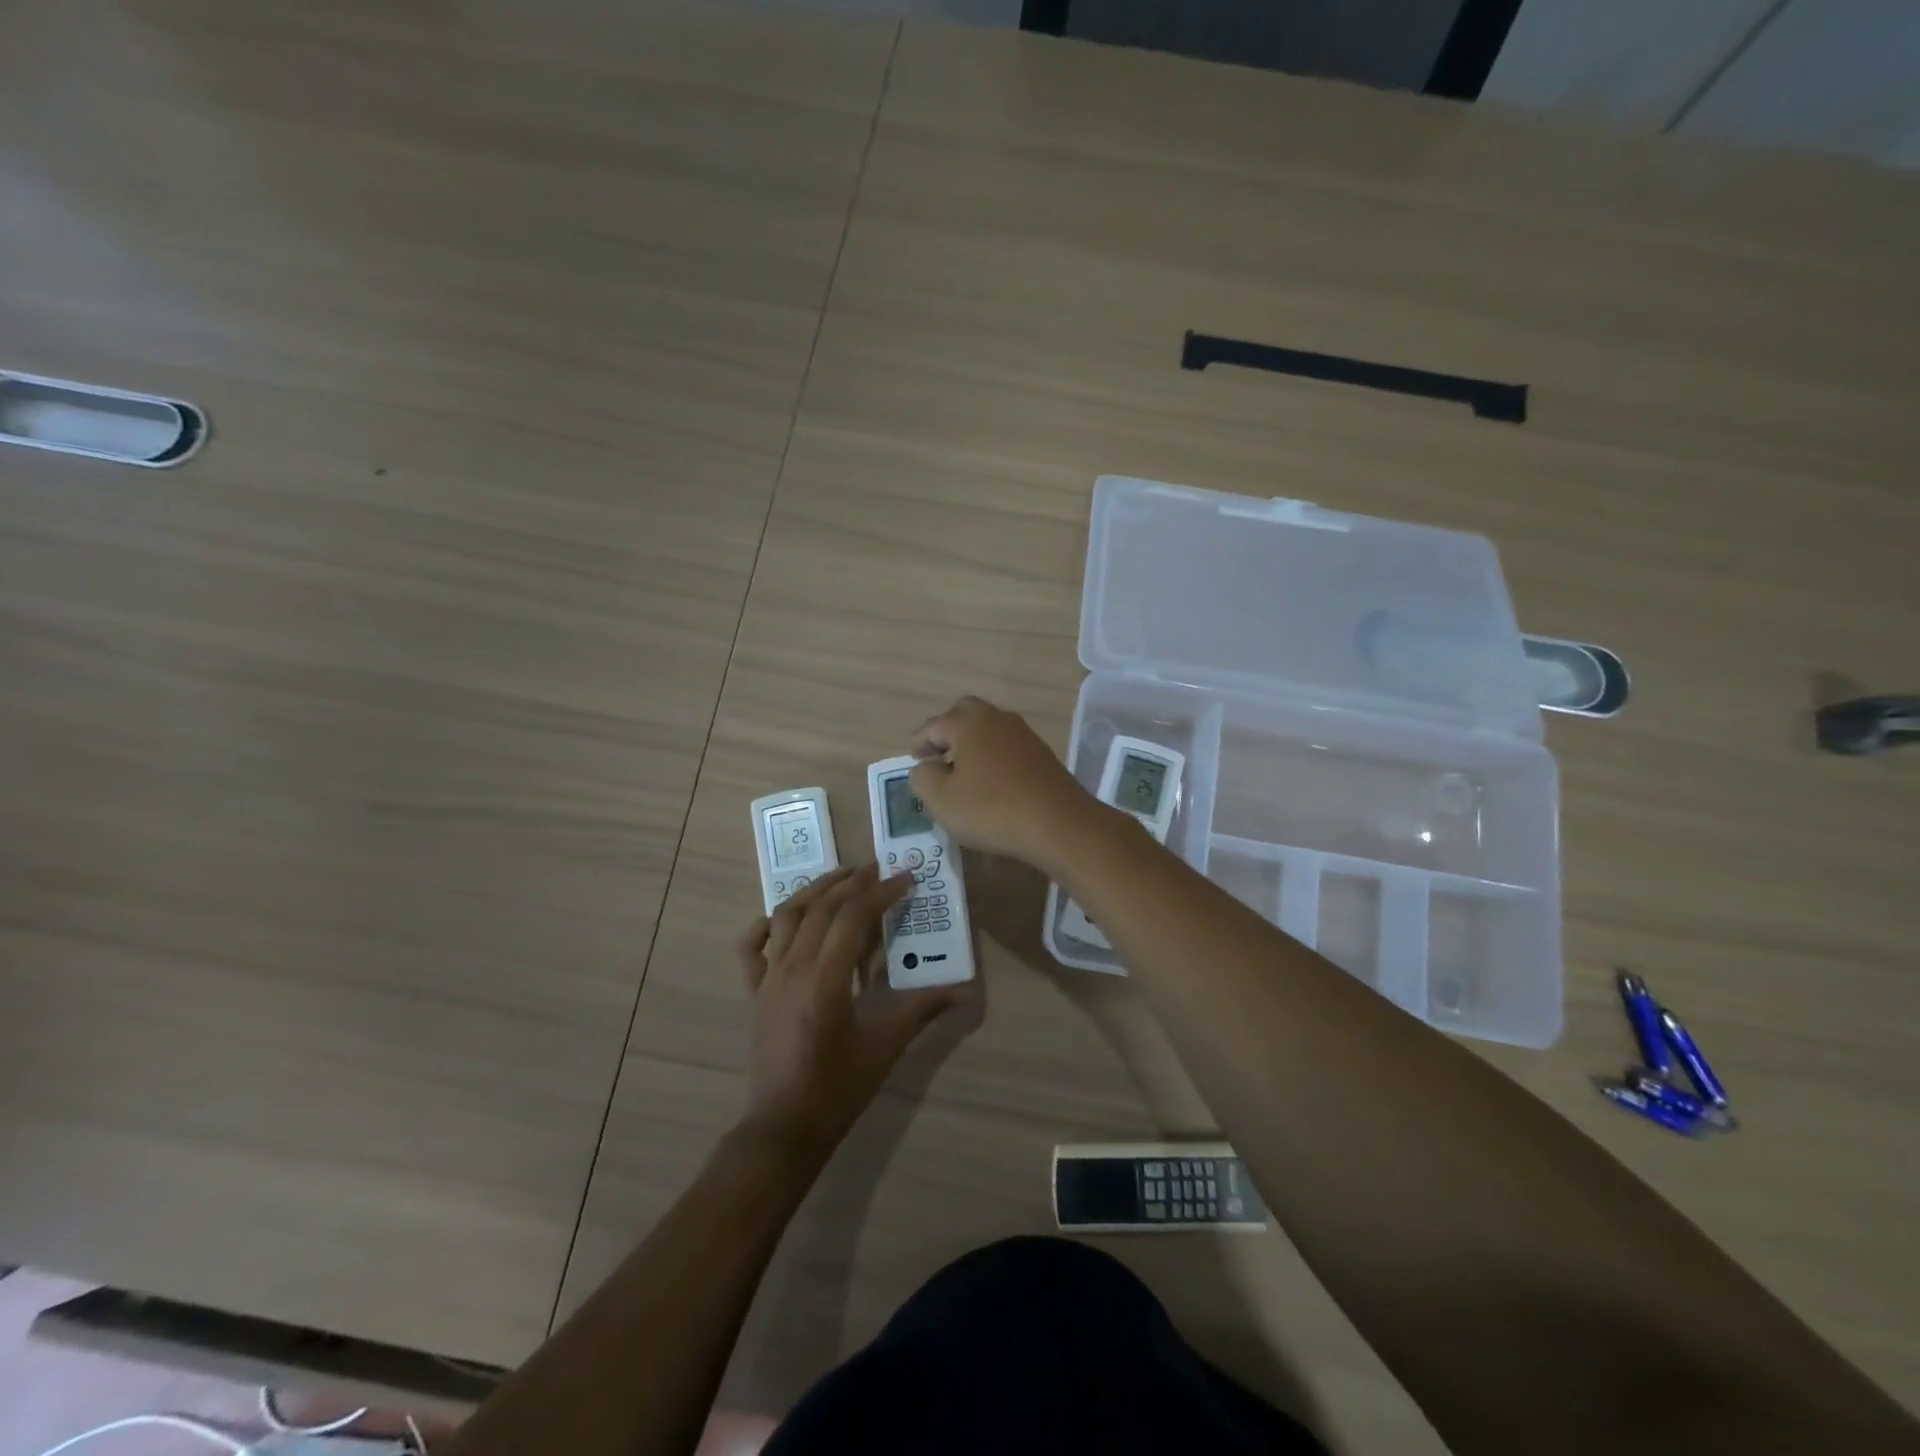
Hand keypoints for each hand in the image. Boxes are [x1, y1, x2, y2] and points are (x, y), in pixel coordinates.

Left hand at [737, 865, 959, 1158]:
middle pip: (821, 908)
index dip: (881, 893)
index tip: (905, 878)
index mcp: (826, 980)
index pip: (853, 917)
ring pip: (787, 916)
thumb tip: (960, 991)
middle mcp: (793, 969)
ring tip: (841, 877)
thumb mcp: (884, 1049)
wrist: (783, 1128)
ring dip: (814, 890)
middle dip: (852, 882)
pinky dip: (766, 924)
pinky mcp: (754, 992)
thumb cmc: (837, 1090)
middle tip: (878, 869)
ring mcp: (768, 979)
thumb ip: (920, 1012)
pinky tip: (783, 917)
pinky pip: (751, 947)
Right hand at [907, 695, 1108, 872]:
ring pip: (990, 728)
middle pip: (965, 713)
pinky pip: (1008, 746)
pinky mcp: (1042, 754)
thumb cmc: (992, 809)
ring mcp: (1024, 735)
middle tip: (937, 755)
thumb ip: (923, 777)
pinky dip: (993, 755)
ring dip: (973, 743)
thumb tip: (926, 767)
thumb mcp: (942, 800)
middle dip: (948, 730)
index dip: (919, 741)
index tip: (913, 756)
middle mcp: (997, 719)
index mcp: (968, 723)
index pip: (934, 724)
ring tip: (962, 770)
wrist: (1059, 824)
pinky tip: (991, 780)